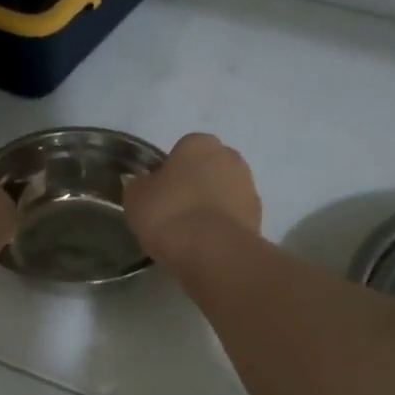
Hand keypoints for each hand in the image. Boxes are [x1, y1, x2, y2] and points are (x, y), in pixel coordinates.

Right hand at [124, 133, 261, 266]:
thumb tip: (145, 182)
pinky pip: (233, 216)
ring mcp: (248, 186)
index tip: (159, 194)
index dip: (169, 171)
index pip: (181, 150)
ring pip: (223, 191)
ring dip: (210, 205)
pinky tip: (206, 243)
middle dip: (194, 184)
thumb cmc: (169, 213)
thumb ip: (139, 184)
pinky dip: (222, 225)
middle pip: (207, 168)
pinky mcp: (259, 216)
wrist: (213, 251)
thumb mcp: (135, 197)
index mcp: (199, 143)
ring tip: (190, 232)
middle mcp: (229, 156)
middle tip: (174, 210)